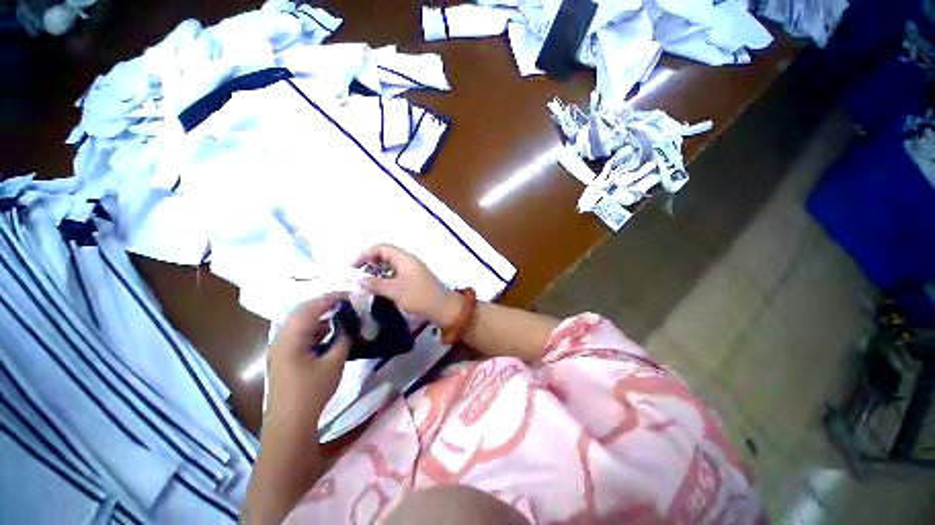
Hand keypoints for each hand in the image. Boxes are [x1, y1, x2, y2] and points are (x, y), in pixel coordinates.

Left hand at [264, 292, 349, 439]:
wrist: (289, 425)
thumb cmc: (311, 392)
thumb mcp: (333, 363)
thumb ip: (343, 339)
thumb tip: (350, 325)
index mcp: (291, 337)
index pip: (311, 307)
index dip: (332, 298)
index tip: (351, 295)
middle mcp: (281, 338)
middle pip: (303, 311)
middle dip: (326, 304)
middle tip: (347, 302)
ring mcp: (280, 348)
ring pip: (301, 323)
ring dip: (321, 316)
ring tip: (342, 315)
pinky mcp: (284, 357)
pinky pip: (300, 334)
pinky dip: (316, 329)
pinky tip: (331, 333)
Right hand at [353, 244, 461, 327]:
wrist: (443, 307)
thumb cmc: (419, 297)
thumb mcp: (395, 291)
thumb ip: (375, 284)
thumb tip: (357, 281)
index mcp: (404, 258)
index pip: (381, 248)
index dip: (365, 254)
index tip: (354, 268)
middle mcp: (408, 261)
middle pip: (386, 255)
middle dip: (370, 263)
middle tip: (360, 276)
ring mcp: (413, 270)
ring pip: (391, 265)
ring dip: (378, 271)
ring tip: (367, 284)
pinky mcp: (415, 279)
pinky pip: (397, 273)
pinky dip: (386, 278)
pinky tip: (380, 289)